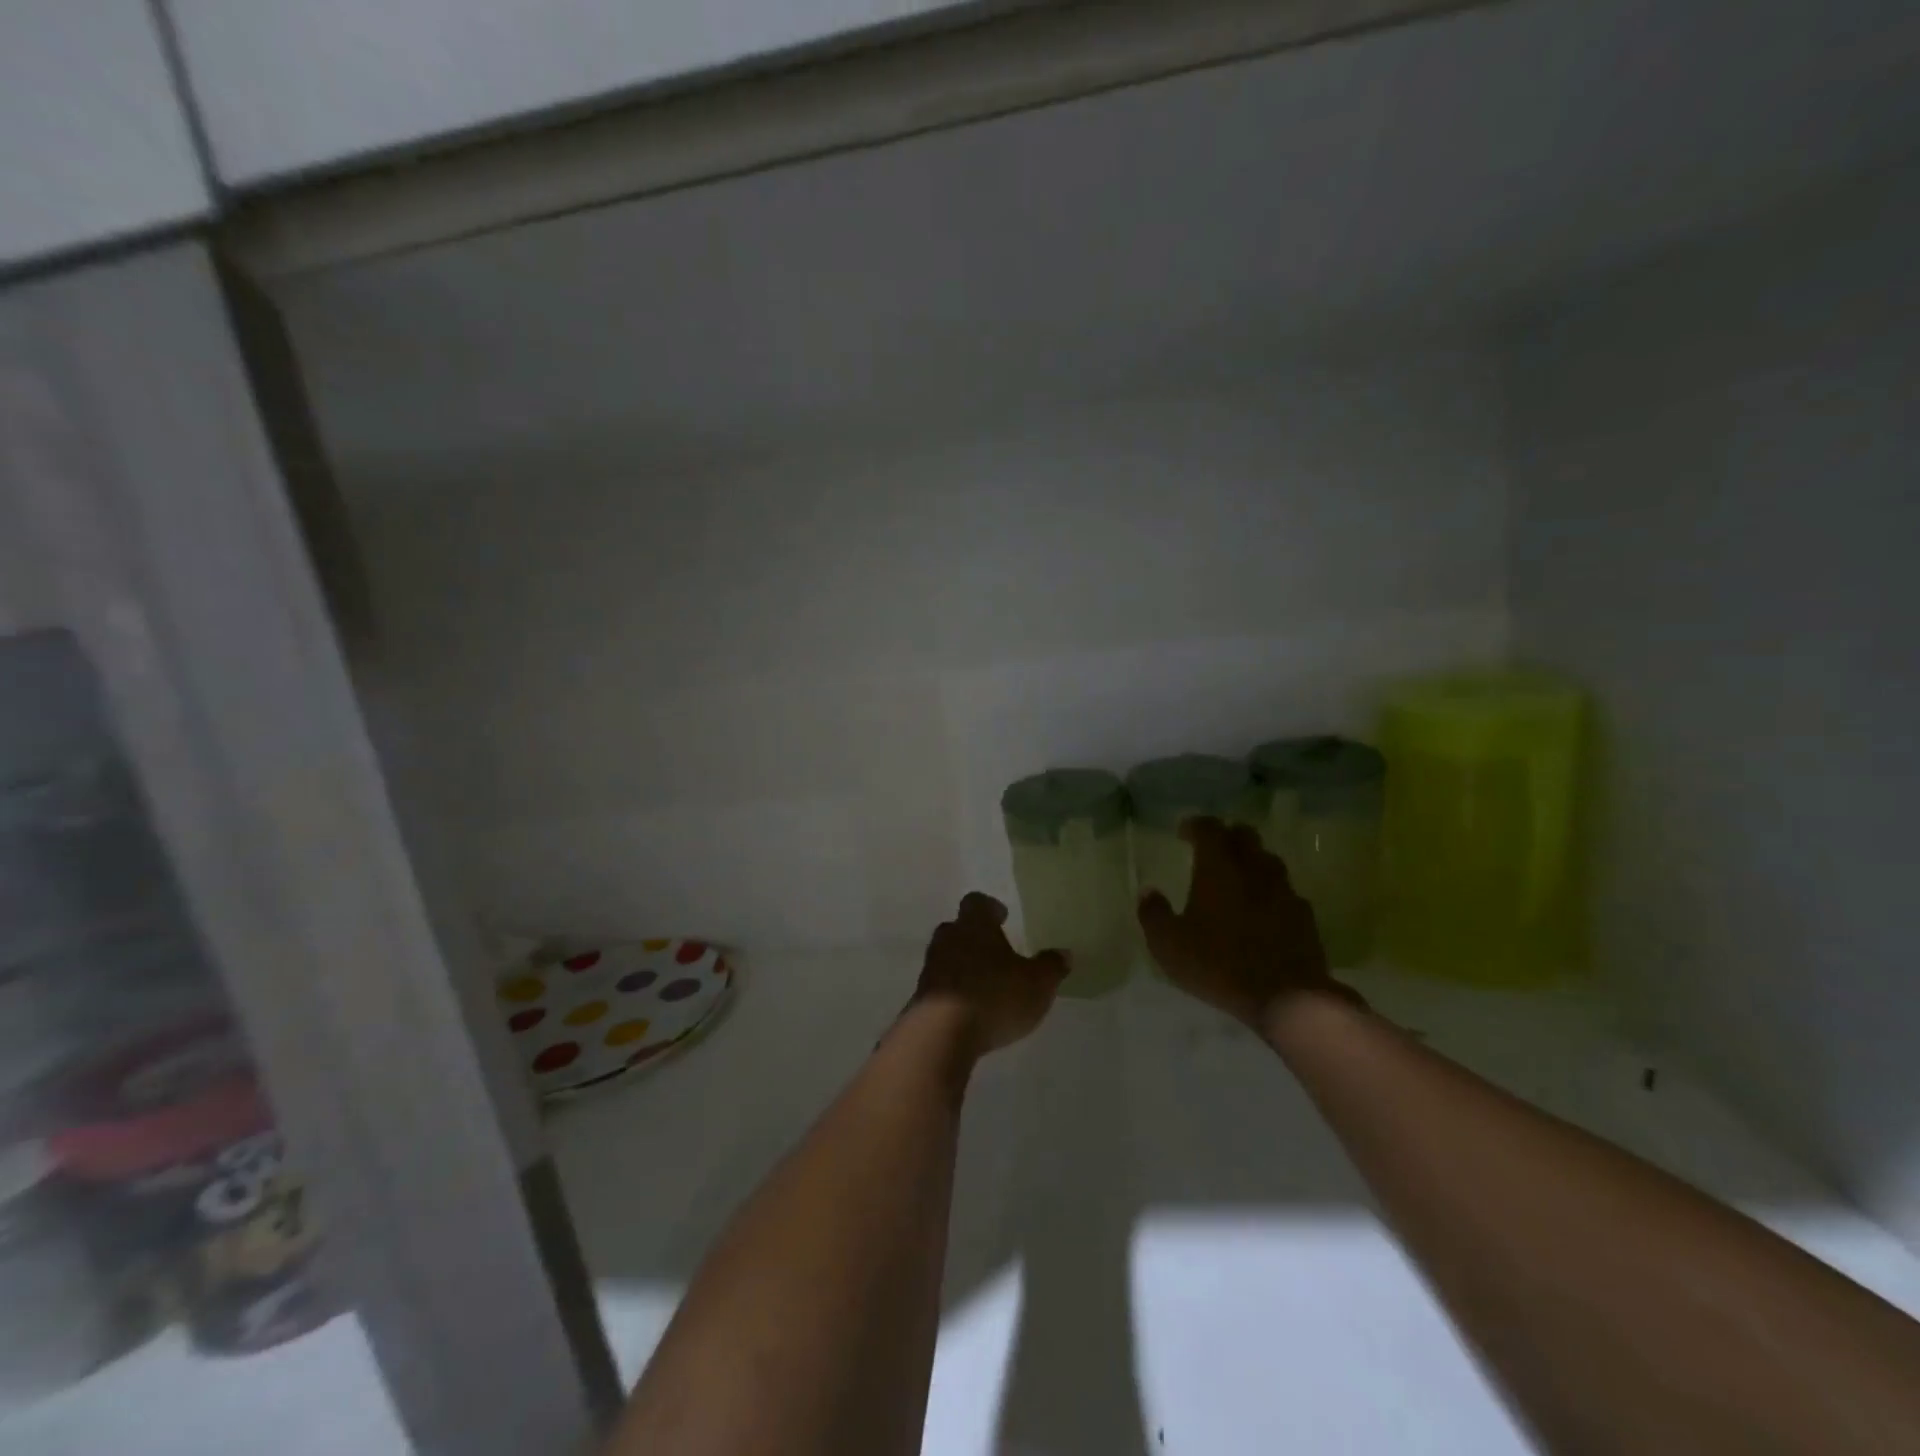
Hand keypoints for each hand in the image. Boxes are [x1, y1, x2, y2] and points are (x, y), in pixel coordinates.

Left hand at [912, 892, 1067, 1055]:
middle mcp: (948, 939)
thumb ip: (1051, 966)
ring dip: (962, 965)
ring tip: (983, 983)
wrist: (940, 1034)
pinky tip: (968, 1009)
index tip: (1001, 916)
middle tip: (994, 951)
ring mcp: (930, 968)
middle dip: (973, 937)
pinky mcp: (920, 998)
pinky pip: (939, 986)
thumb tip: (1064, 953)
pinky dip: (953, 992)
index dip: (989, 907)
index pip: (977, 902)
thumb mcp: (1037, 984)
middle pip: (957, 928)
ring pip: (946, 956)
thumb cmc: (994, 996)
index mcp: (975, 925)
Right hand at [1137, 817, 1355, 1030]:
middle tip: (1212, 847)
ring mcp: (1284, 891)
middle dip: (1227, 835)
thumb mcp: (1169, 945)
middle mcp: (1254, 869)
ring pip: (1268, 860)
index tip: (1183, 831)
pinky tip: (1263, 908)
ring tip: (1238, 876)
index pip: (1209, 828)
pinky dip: (1271, 891)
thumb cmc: (1219, 964)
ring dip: (1251, 860)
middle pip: (1245, 835)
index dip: (1195, 825)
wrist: (1287, 996)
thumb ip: (1154, 914)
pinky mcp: (1304, 916)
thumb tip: (1148, 892)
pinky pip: (1285, 891)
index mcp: (1219, 868)